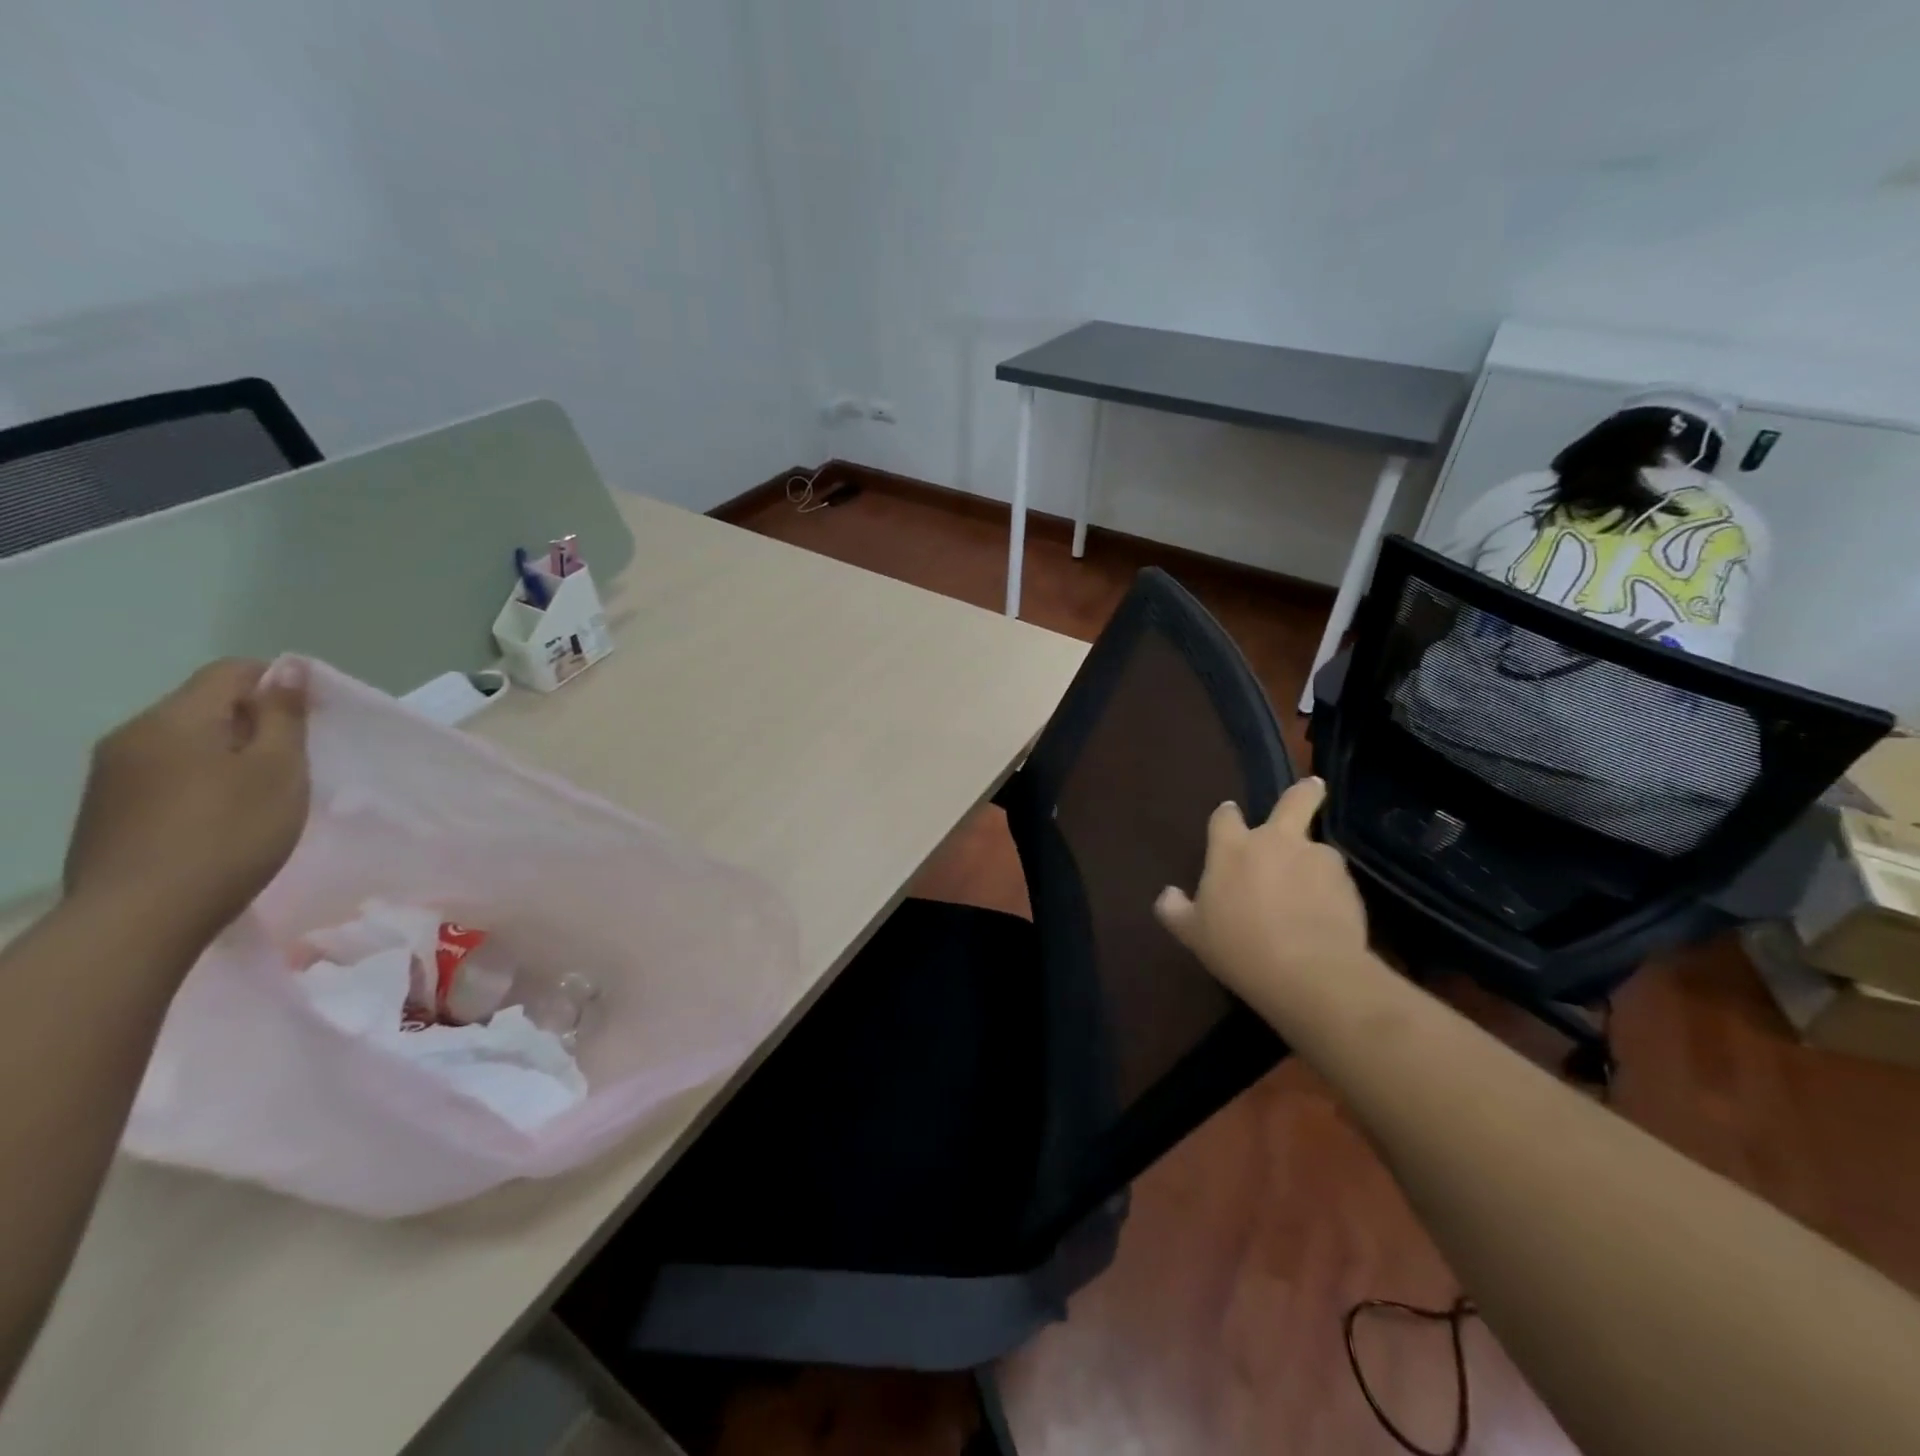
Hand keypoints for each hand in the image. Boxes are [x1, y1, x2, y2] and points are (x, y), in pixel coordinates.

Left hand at [64, 659, 309, 953]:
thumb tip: (287, 668)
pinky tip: (224, 820)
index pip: (232, 671)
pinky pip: (166, 776)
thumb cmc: (229, 834)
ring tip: (264, 794)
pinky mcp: (107, 812)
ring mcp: (111, 776)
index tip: (315, 718)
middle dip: (255, 723)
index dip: (280, 683)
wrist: (140, 918)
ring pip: (186, 743)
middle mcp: (133, 736)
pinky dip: (204, 783)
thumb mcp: (277, 770)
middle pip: (205, 706)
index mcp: (175, 719)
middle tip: (297, 762)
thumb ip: (282, 716)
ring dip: (229, 756)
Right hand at [1155, 777, 1367, 996]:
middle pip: (1294, 801)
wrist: (1309, 973)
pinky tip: (1326, 917)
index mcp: (1232, 849)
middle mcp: (1275, 842)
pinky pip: (1335, 880)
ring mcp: (1316, 859)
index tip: (1229, 817)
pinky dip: (1330, 892)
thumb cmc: (1239, 947)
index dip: (1227, 815)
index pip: (1225, 817)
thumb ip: (1175, 910)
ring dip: (1313, 862)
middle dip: (1304, 793)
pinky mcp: (1348, 884)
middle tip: (1313, 788)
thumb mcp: (1193, 934)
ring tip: (1312, 892)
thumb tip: (1167, 895)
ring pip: (1317, 848)